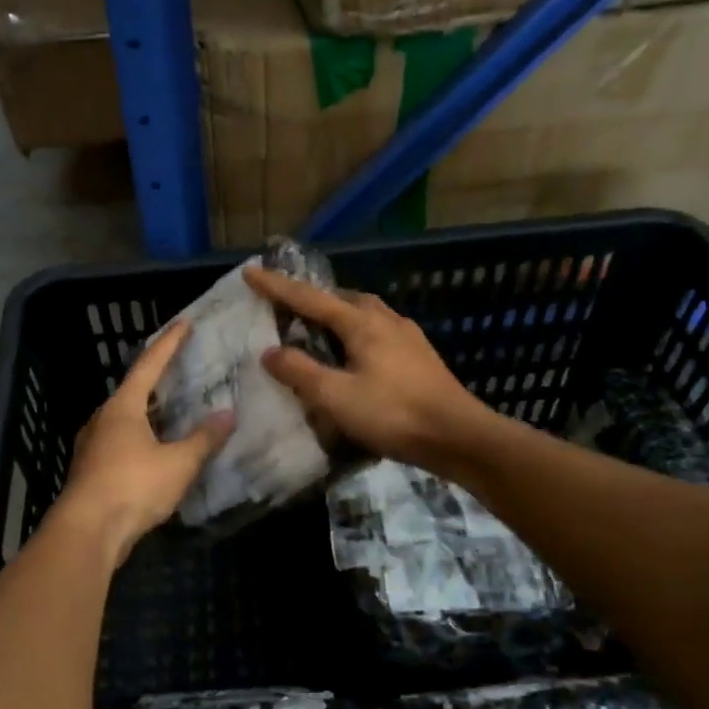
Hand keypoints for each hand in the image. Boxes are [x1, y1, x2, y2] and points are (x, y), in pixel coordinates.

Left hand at [51, 320, 233, 558]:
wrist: (87, 532)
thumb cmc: (133, 487)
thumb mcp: (178, 463)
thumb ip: (204, 439)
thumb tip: (227, 415)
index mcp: (122, 407)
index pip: (149, 365)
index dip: (169, 343)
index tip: (184, 323)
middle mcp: (103, 419)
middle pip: (133, 391)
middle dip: (158, 380)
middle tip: (182, 371)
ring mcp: (93, 445)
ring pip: (125, 419)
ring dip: (150, 413)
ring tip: (175, 411)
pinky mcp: (92, 471)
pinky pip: (121, 443)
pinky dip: (142, 438)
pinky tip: (157, 450)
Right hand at [244, 266, 491, 472]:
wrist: (458, 436)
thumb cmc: (393, 414)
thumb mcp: (336, 396)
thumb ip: (300, 371)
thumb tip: (270, 352)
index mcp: (362, 323)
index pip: (309, 298)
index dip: (277, 287)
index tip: (250, 272)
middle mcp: (385, 320)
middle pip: (342, 298)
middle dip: (312, 298)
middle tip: (287, 306)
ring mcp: (407, 337)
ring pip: (364, 313)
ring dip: (337, 315)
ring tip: (318, 330)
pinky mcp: (420, 356)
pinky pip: (379, 332)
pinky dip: (356, 333)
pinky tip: (355, 355)